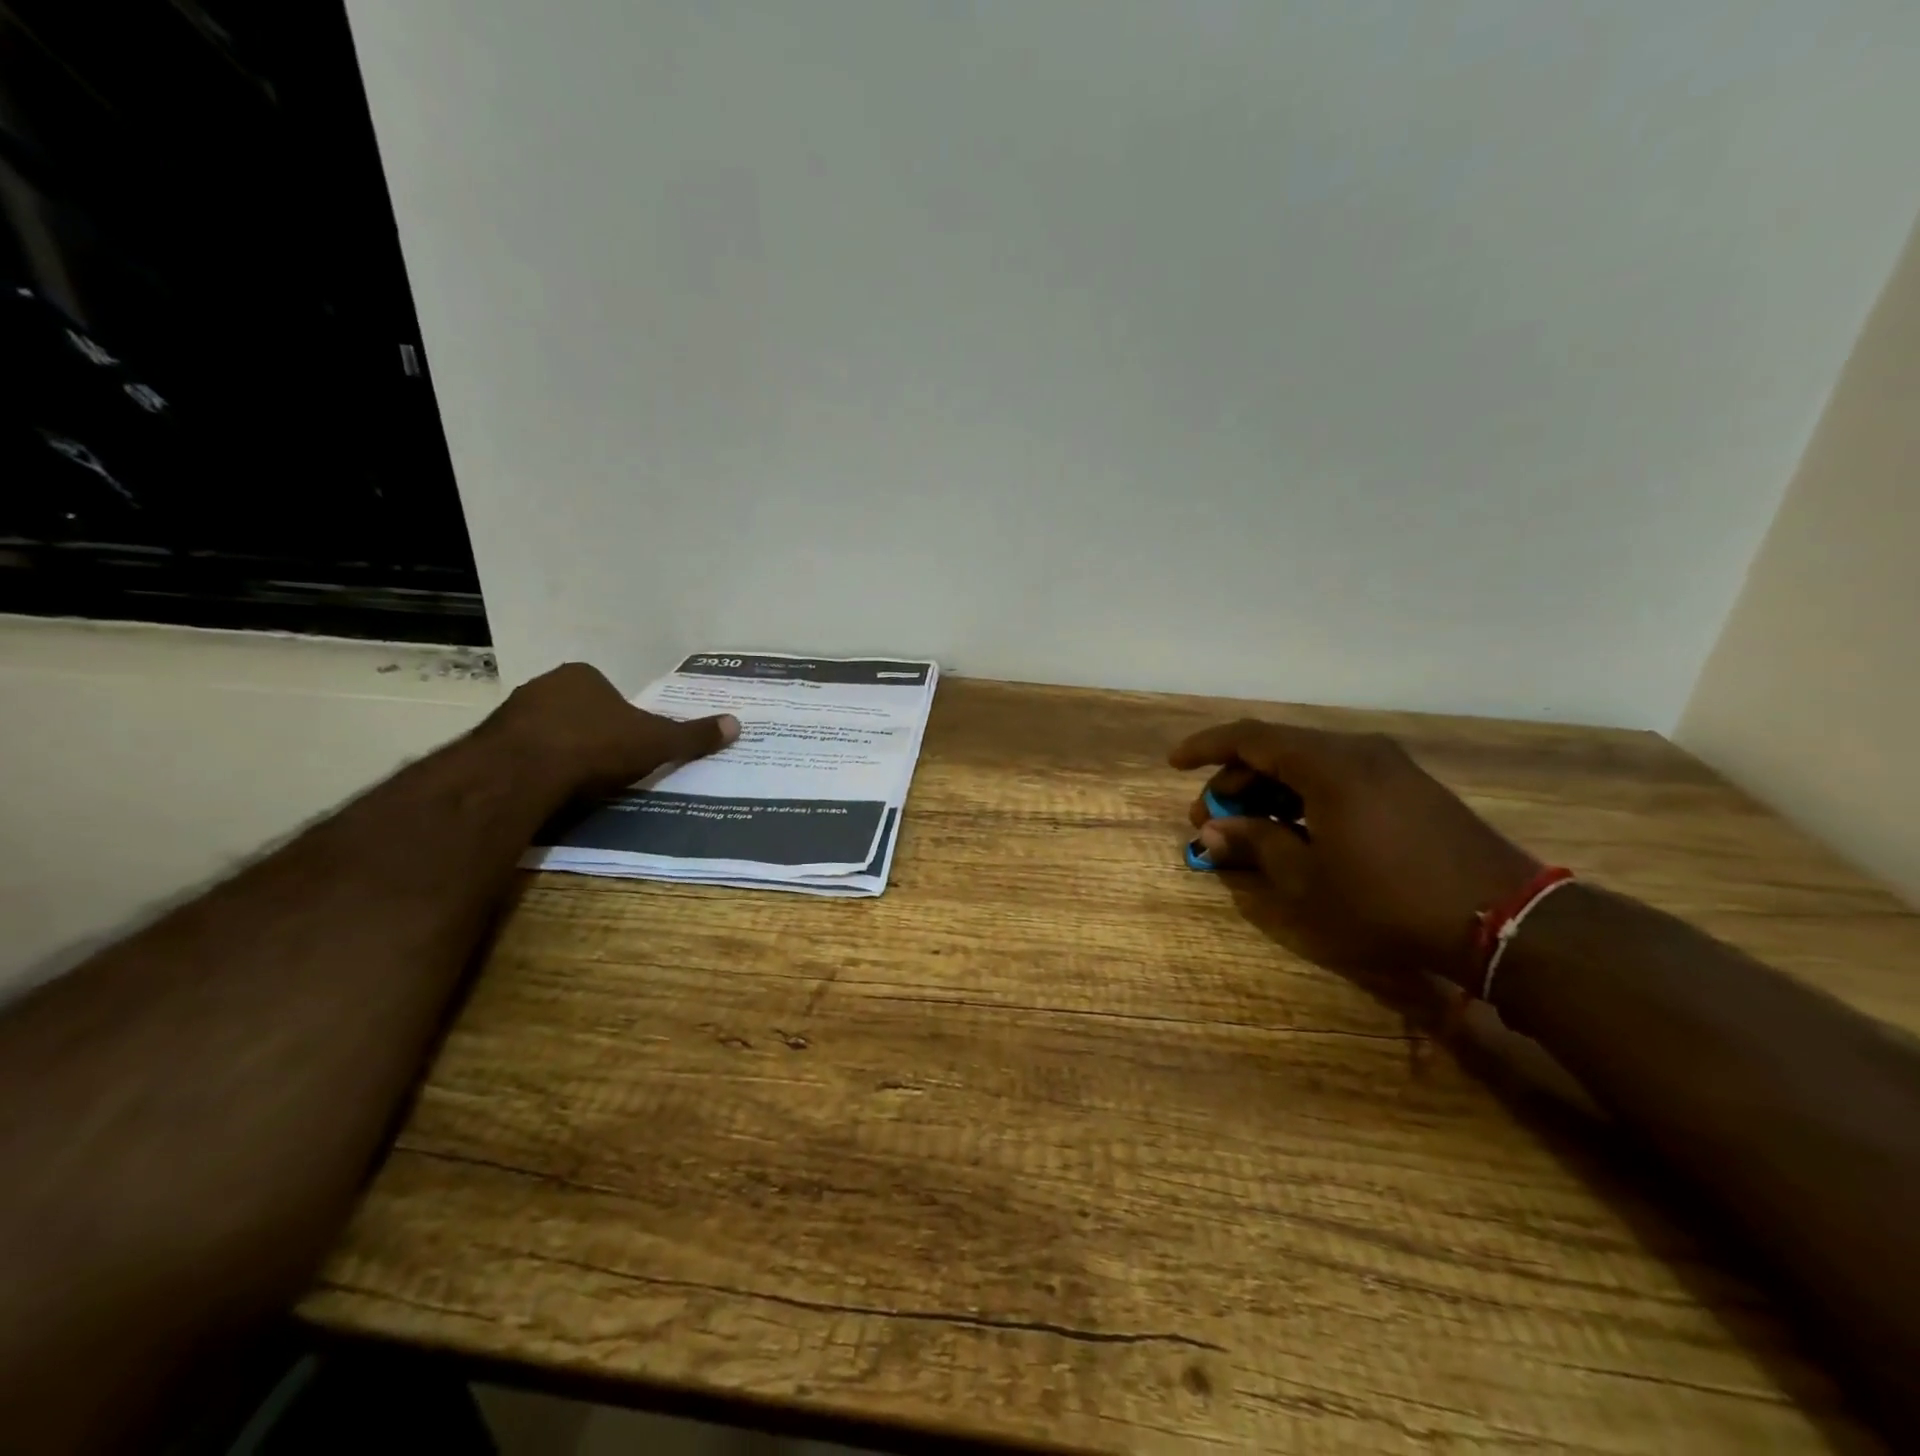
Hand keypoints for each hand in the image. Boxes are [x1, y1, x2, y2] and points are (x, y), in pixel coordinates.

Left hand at [488, 662, 738, 799]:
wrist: (522, 773)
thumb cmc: (596, 747)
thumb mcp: (656, 743)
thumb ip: (692, 735)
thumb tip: (736, 724)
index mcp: (583, 676)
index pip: (608, 694)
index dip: (622, 720)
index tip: (630, 747)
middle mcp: (543, 686)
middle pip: (576, 711)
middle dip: (591, 735)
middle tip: (608, 767)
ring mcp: (510, 714)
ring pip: (546, 733)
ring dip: (561, 753)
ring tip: (578, 786)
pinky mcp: (486, 745)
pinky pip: (521, 757)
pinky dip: (535, 772)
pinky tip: (548, 793)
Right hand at [1170, 720, 1538, 987]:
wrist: (1503, 919)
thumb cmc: (1388, 900)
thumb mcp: (1307, 880)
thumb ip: (1255, 844)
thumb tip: (1213, 830)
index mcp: (1328, 764)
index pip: (1250, 737)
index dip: (1206, 748)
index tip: (1175, 764)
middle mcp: (1357, 750)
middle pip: (1278, 749)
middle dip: (1236, 780)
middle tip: (1212, 821)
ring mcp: (1388, 766)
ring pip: (1308, 762)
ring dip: (1270, 789)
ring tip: (1248, 829)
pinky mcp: (1408, 786)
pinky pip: (1338, 775)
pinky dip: (1304, 794)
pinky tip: (1296, 828)